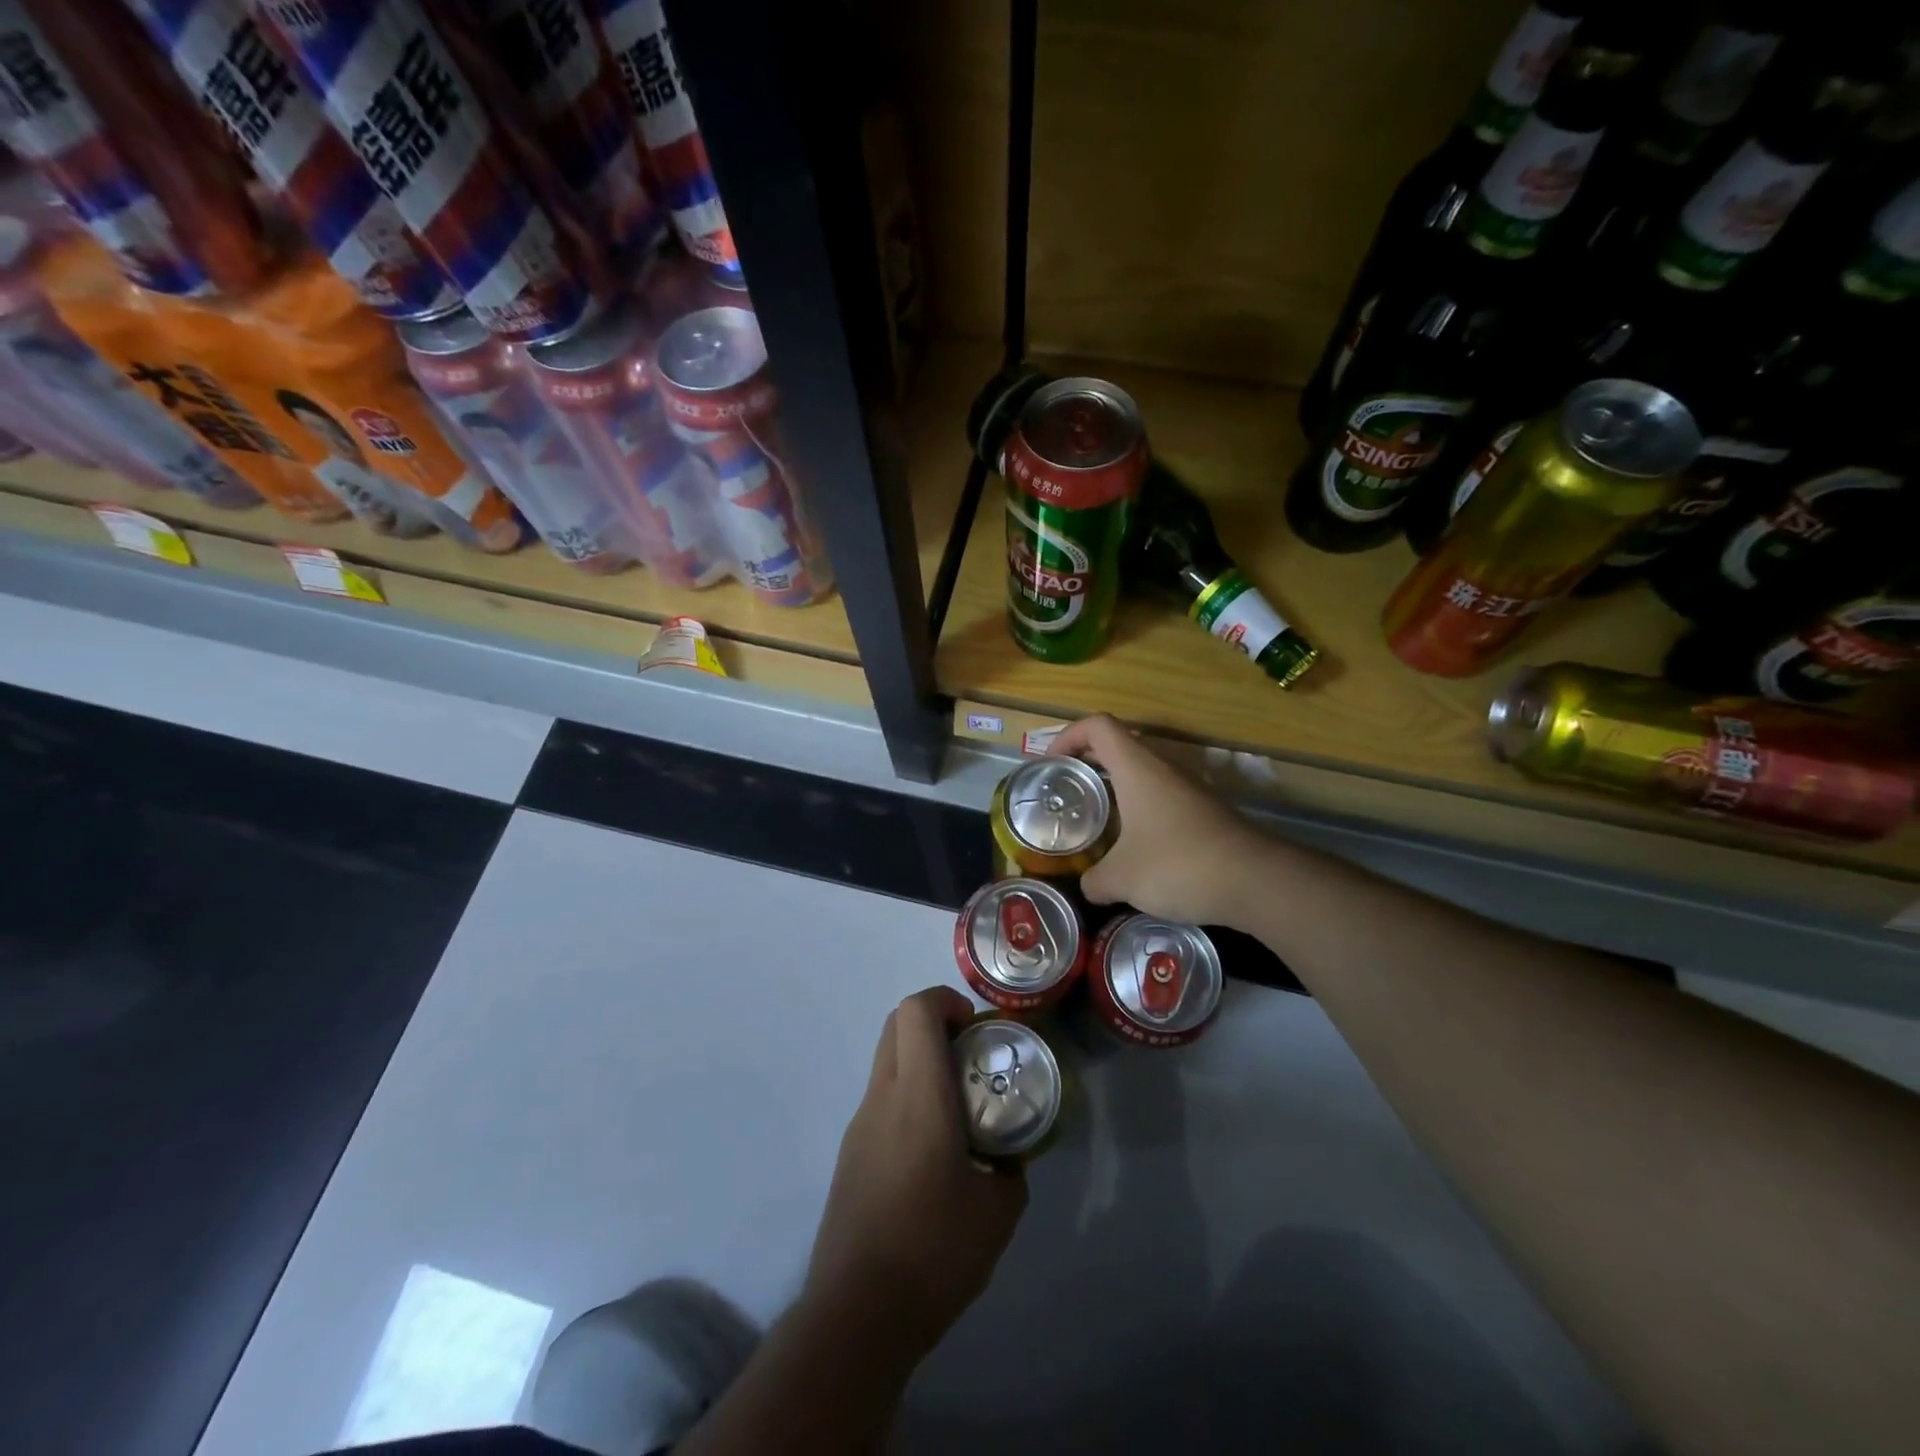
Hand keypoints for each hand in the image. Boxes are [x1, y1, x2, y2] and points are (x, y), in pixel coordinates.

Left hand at [806, 987, 1027, 1354]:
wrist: (857, 1313)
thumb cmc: (934, 1251)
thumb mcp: (998, 1212)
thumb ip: (1011, 1172)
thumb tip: (1009, 1160)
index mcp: (918, 1096)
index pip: (916, 1011)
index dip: (946, 1000)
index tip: (975, 1028)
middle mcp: (882, 1097)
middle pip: (896, 1024)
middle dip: (934, 1021)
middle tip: (971, 1055)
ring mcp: (859, 1125)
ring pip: (885, 1060)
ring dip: (920, 1060)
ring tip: (957, 1107)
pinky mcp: (850, 1154)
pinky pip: (880, 1099)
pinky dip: (907, 1096)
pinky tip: (932, 1152)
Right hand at [1048, 715, 1269, 927]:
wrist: (1256, 881)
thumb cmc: (1178, 864)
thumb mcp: (1122, 878)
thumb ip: (1095, 880)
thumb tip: (1087, 886)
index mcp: (1137, 768)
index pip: (1098, 726)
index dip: (1068, 735)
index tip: (1051, 764)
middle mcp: (1163, 768)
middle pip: (1119, 746)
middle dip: (1088, 764)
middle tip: (1067, 793)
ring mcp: (1188, 789)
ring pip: (1142, 774)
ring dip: (1116, 790)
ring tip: (1095, 823)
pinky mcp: (1205, 812)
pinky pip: (1162, 799)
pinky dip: (1140, 811)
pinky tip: (1134, 848)